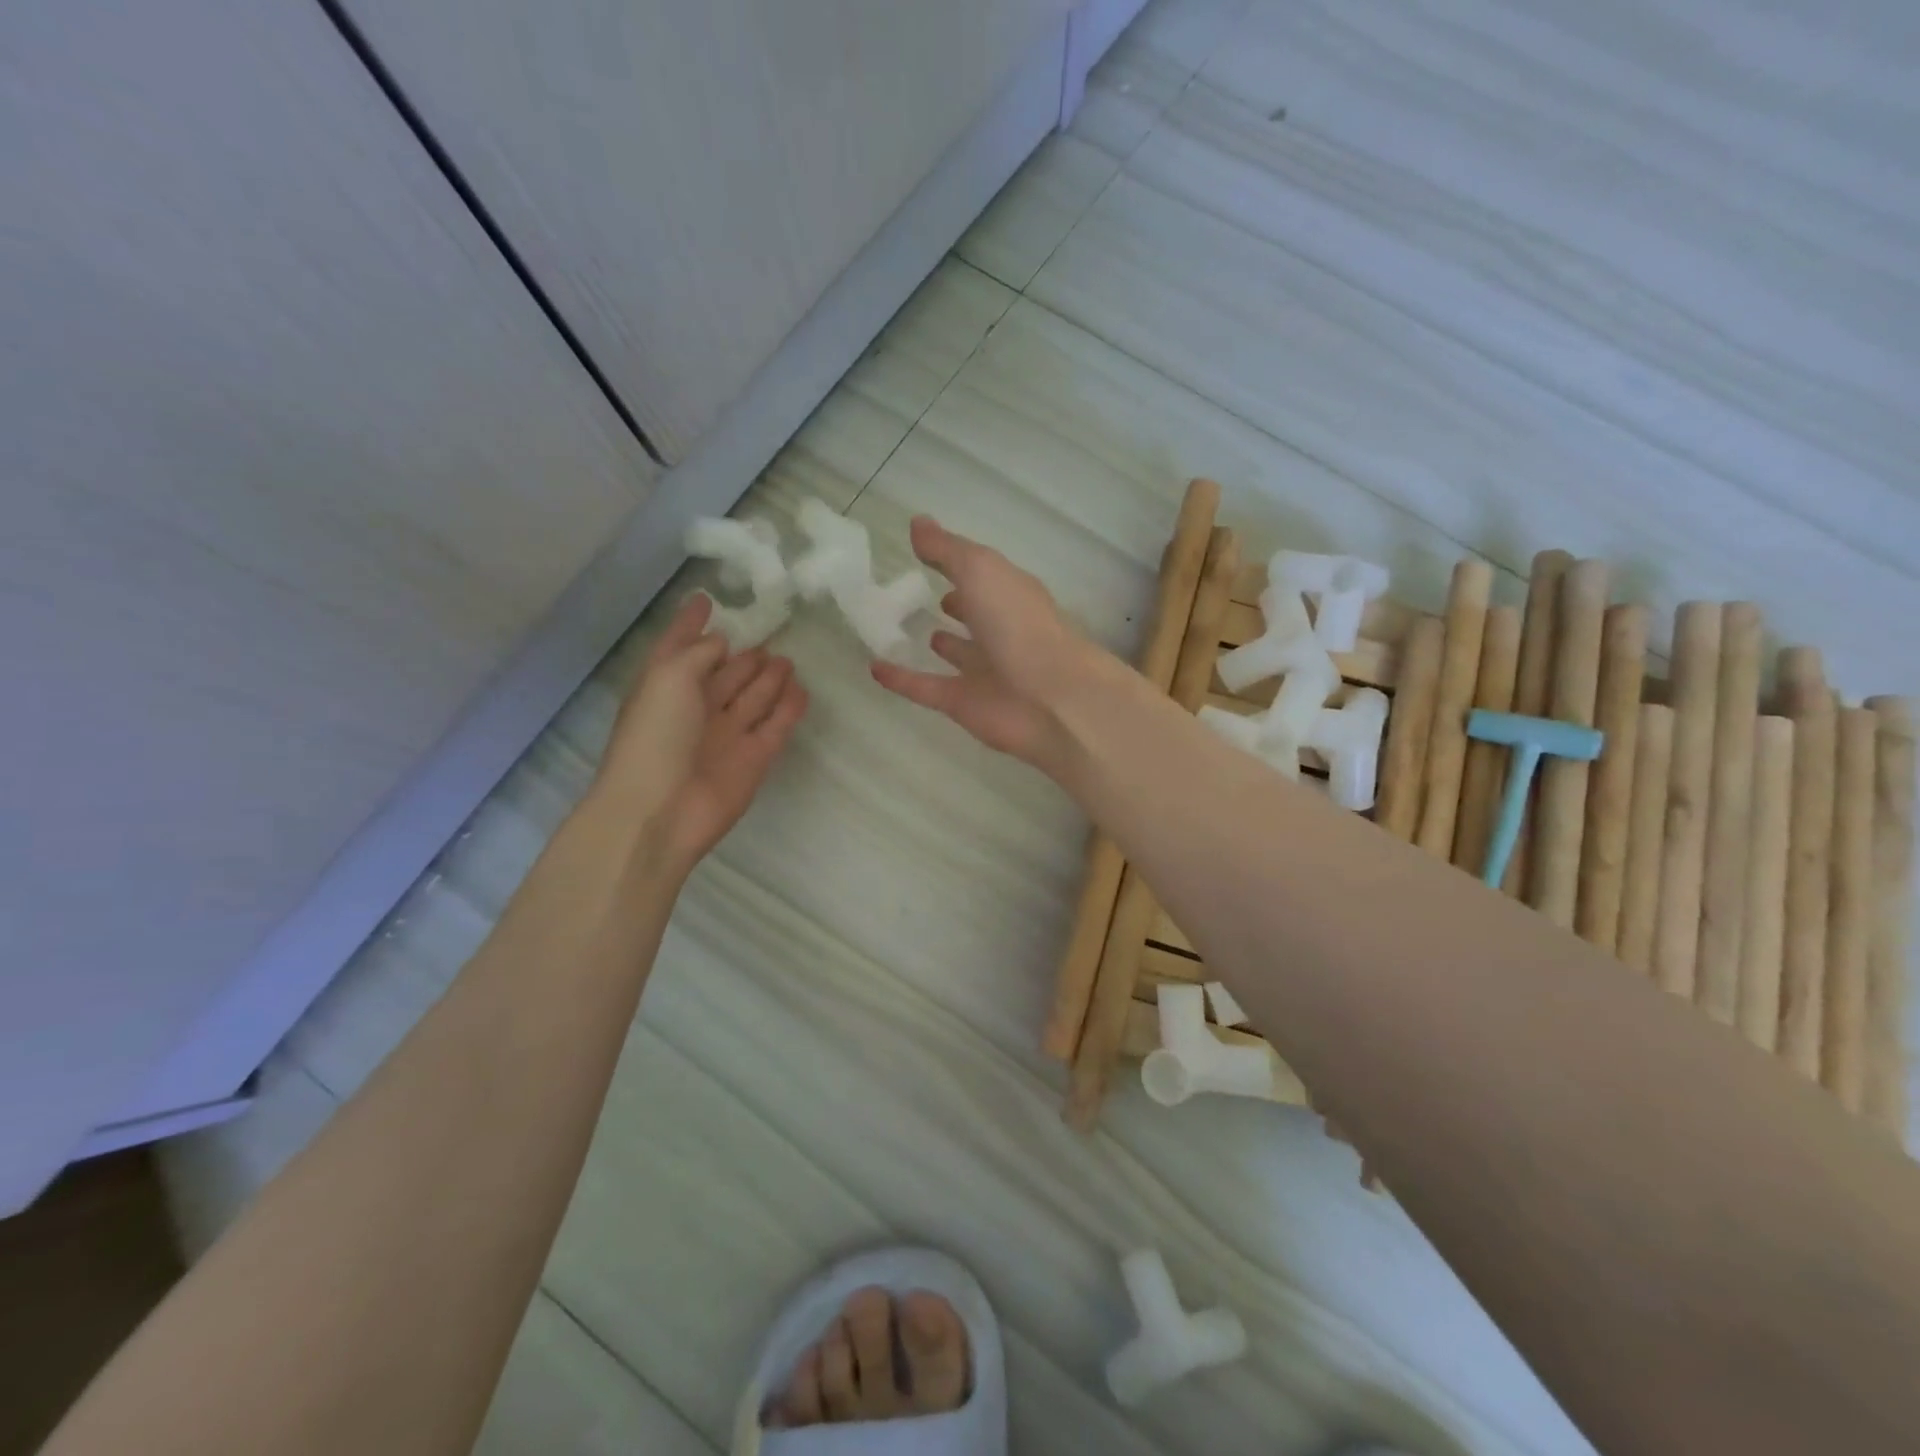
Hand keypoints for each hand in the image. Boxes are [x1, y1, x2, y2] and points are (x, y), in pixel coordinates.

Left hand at [594, 594, 807, 871]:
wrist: (661, 810)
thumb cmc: (655, 736)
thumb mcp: (668, 677)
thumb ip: (697, 652)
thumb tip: (722, 643)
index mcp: (666, 686)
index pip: (680, 647)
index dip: (691, 624)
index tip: (707, 599)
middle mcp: (696, 708)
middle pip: (725, 674)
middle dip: (743, 656)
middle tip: (771, 635)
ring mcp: (727, 734)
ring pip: (753, 698)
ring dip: (769, 679)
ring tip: (789, 659)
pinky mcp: (755, 758)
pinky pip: (776, 725)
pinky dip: (789, 708)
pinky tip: (802, 690)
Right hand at [870, 516, 1093, 768]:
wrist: (1050, 700)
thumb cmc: (1019, 625)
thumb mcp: (981, 571)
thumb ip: (947, 550)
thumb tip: (917, 522)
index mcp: (1011, 594)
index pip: (982, 573)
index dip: (959, 562)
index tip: (926, 552)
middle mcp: (1002, 630)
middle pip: (976, 613)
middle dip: (956, 603)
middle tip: (922, 593)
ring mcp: (985, 670)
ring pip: (959, 653)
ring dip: (941, 642)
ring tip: (908, 629)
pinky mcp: (964, 704)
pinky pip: (926, 688)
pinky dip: (902, 680)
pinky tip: (875, 668)